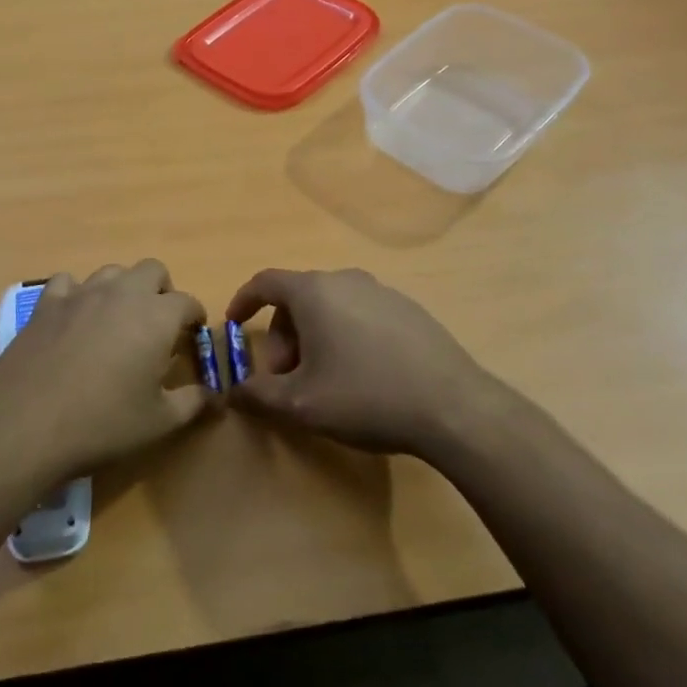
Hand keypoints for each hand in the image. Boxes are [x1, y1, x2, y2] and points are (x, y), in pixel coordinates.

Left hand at [0, 260, 211, 480]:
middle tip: (158, 325)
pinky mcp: (47, 303)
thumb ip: (193, 403)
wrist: (26, 425)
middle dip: (162, 291)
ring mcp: (81, 293)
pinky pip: (68, 282)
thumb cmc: (102, 424)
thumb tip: (216, 397)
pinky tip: (74, 318)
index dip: (194, 319)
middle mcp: (122, 293)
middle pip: (153, 270)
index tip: (192, 338)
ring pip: (113, 272)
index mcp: (156, 316)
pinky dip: (78, 294)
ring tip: (118, 321)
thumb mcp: (159, 422)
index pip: (188, 302)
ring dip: (123, 289)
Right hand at [226, 268, 499, 456]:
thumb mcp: (301, 405)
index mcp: (314, 291)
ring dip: (314, 338)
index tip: (233, 325)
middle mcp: (346, 279)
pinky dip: (344, 335)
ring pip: (330, 307)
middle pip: (298, 298)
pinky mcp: (408, 309)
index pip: (265, 282)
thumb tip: (233, 391)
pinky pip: (360, 314)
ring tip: (323, 381)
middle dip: (282, 336)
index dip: (243, 301)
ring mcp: (382, 291)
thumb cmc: (365, 396)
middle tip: (286, 377)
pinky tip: (361, 375)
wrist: (452, 407)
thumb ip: (258, 395)